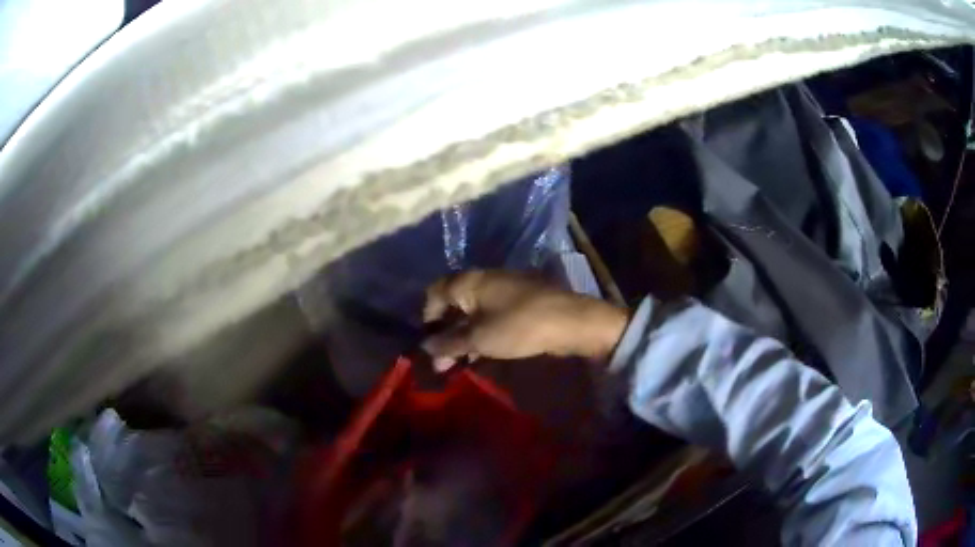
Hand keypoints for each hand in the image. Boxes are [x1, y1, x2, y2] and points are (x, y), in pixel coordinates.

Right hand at [422, 270, 628, 370]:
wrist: (570, 322)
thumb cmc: (518, 326)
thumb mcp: (479, 338)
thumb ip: (449, 343)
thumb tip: (426, 346)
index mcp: (469, 281)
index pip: (435, 292)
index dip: (427, 317)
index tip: (428, 342)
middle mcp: (484, 279)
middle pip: (454, 303)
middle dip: (445, 332)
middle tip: (442, 360)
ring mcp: (504, 288)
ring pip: (473, 311)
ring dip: (463, 335)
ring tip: (460, 362)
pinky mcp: (520, 301)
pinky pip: (491, 315)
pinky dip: (482, 332)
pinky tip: (482, 352)